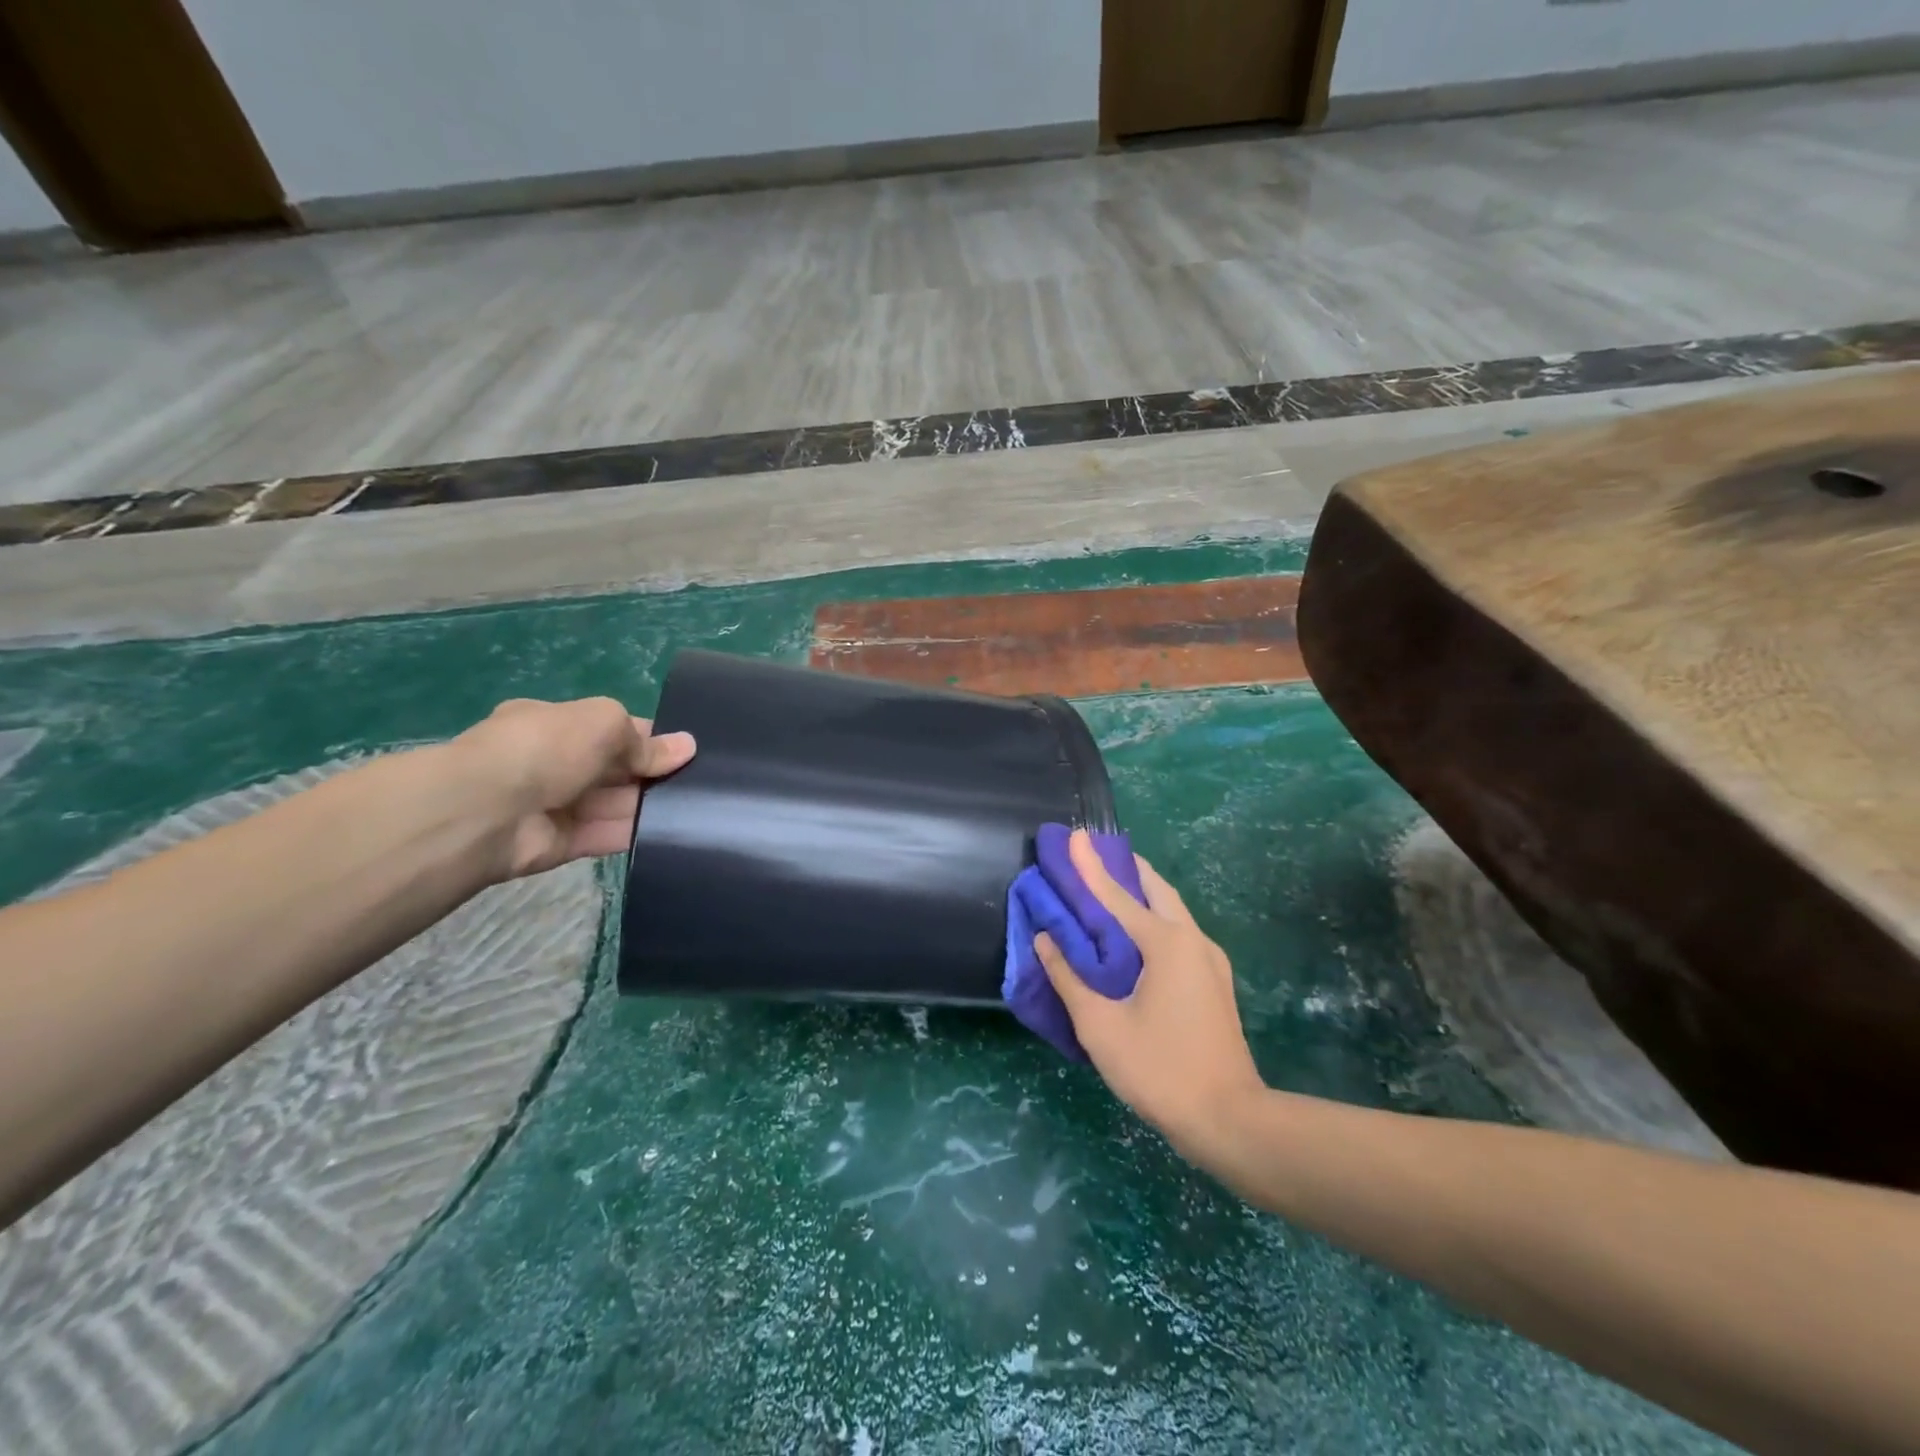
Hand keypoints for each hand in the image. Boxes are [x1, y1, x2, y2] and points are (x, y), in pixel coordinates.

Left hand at [452, 697, 695, 880]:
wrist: (486, 810)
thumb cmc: (547, 748)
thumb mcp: (604, 723)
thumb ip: (644, 741)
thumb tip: (686, 747)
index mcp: (555, 724)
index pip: (610, 729)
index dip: (647, 737)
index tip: (683, 749)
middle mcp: (553, 762)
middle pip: (615, 768)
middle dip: (651, 772)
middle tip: (699, 780)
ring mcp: (556, 804)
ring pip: (614, 803)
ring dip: (648, 803)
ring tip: (696, 806)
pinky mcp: (562, 844)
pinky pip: (605, 836)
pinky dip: (634, 833)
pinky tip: (671, 830)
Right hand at [1035, 831, 1264, 1155]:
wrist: (1230, 1120)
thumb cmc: (1160, 1070)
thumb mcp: (1101, 1027)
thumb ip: (1069, 978)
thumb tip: (1045, 940)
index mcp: (1166, 943)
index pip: (1117, 895)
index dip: (1090, 866)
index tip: (1075, 835)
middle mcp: (1193, 940)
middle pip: (1155, 889)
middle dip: (1125, 868)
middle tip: (1095, 854)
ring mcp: (1210, 961)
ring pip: (1172, 910)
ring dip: (1142, 892)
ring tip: (1112, 886)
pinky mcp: (1215, 982)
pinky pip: (1180, 933)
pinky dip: (1154, 918)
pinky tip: (1137, 935)